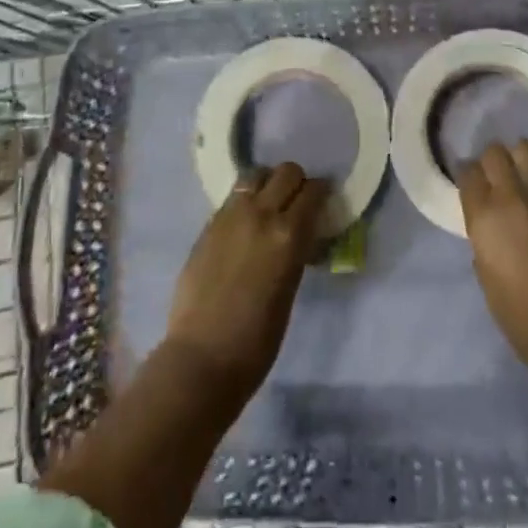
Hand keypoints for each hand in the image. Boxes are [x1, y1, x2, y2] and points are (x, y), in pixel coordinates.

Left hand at [165, 162, 329, 398]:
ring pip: (255, 176)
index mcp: (289, 234)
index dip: (321, 192)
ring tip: (269, 207)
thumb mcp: (291, 287)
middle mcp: (260, 214)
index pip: (313, 190)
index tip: (323, 202)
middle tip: (297, 203)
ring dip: (268, 185)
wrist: (203, 357)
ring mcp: (230, 215)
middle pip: (286, 171)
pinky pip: (233, 197)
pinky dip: (245, 201)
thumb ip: (296, 250)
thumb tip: (302, 233)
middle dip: (296, 182)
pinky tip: (245, 224)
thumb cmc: (258, 338)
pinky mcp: (208, 225)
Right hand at [459, 140, 527, 402]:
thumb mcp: (486, 274)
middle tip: (497, 178)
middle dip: (493, 162)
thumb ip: (484, 235)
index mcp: (486, 217)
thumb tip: (488, 218)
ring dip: (522, 162)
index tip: (472, 185)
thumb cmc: (523, 317)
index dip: (469, 176)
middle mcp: (514, 195)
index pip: (468, 172)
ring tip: (525, 178)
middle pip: (496, 153)